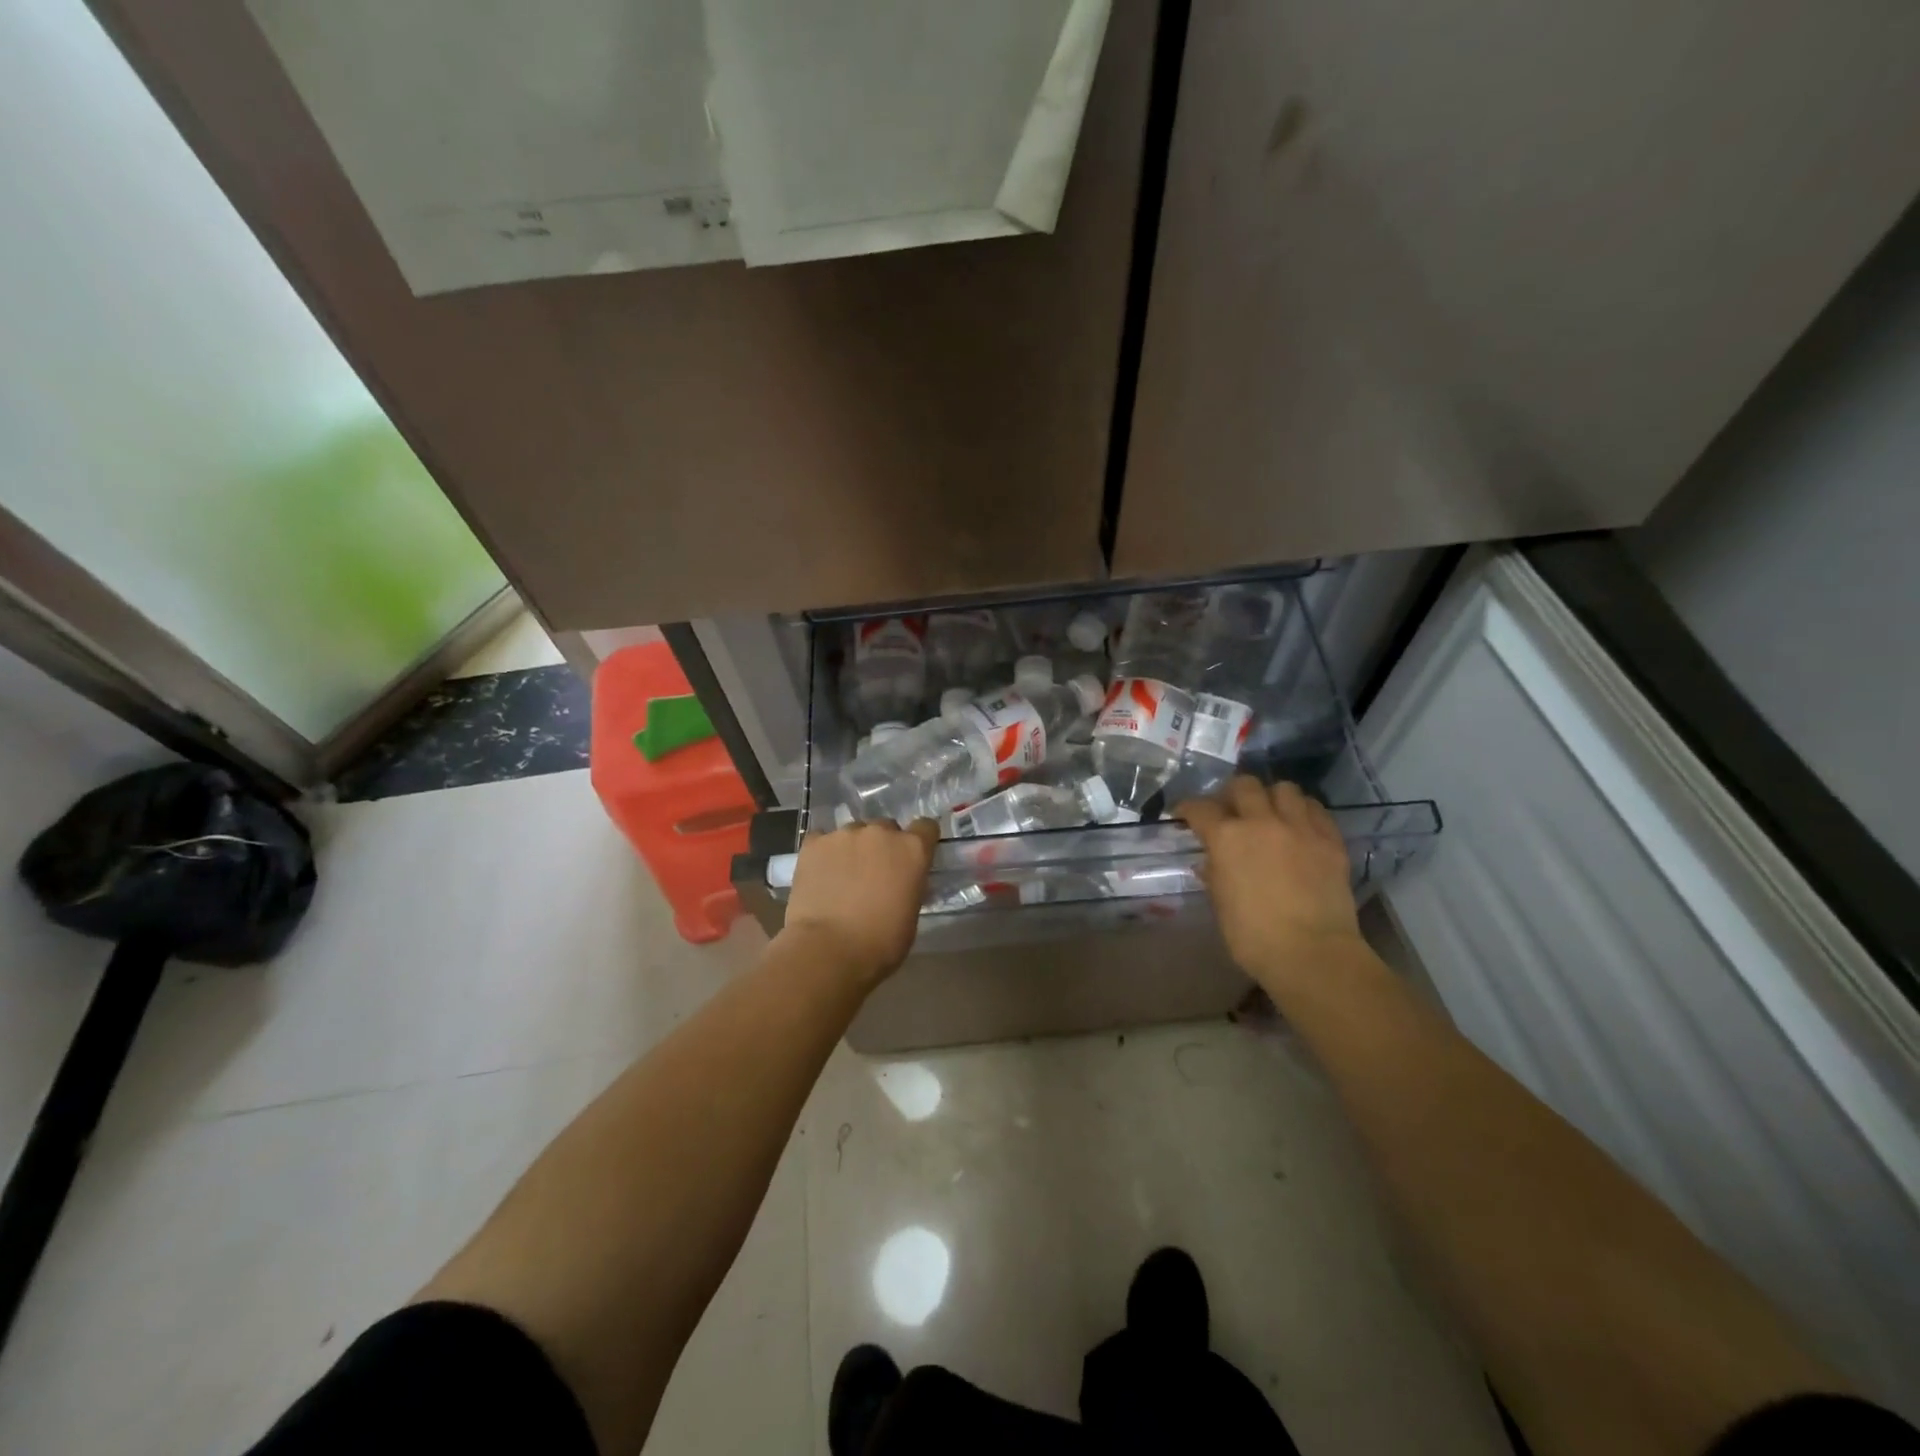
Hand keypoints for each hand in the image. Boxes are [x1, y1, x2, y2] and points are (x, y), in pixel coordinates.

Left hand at [779, 820, 937, 986]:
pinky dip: (824, 853)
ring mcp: (844, 834)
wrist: (828, 950)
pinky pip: (822, 840)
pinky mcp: (813, 843)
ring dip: (853, 848)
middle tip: (874, 873)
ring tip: (842, 876)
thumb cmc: (880, 943)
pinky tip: (820, 874)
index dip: (920, 840)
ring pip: (853, 833)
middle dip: (883, 846)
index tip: (913, 857)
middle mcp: (880, 832)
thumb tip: (902, 882)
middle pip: (886, 828)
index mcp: (912, 850)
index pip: (926, 827)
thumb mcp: (911, 915)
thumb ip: (909, 886)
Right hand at [1175, 778, 1364, 994]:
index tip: (1185, 815)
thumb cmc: (1253, 937)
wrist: (1313, 954)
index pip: (1200, 808)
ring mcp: (1300, 828)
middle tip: (1231, 810)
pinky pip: (1316, 810)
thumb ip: (1214, 875)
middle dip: (1232, 794)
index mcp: (1227, 838)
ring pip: (1284, 789)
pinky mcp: (1330, 840)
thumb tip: (1210, 862)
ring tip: (1270, 814)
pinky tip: (1300, 827)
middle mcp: (1261, 822)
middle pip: (1244, 785)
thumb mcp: (1220, 905)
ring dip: (1272, 797)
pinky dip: (1304, 812)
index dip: (1188, 809)